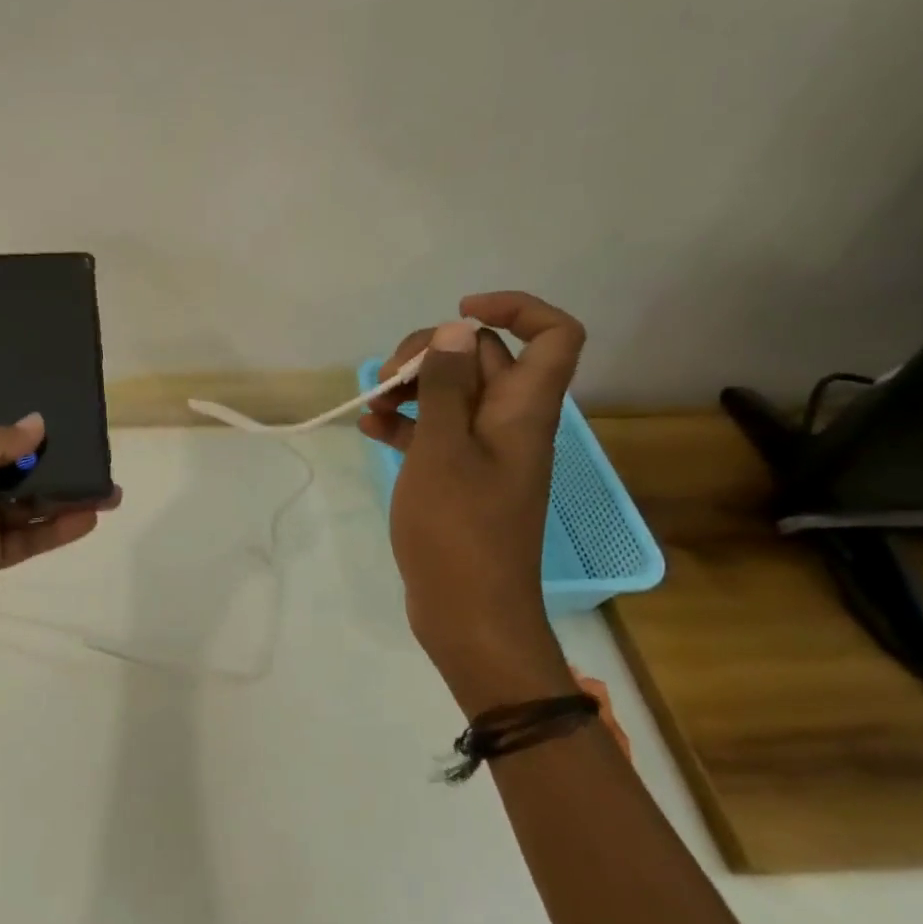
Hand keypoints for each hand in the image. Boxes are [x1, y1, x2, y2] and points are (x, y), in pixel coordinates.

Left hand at [0, 414, 119, 683]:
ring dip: (62, 493)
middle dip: (45, 454)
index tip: (51, 405)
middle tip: (89, 445)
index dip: (7, 414)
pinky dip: (57, 526)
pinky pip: (30, 533)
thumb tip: (36, 423)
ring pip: (24, 499)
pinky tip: (90, 518)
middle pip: (5, 461)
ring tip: (107, 489)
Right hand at [359, 291, 585, 708]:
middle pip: (485, 359)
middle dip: (435, 352)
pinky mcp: (459, 479)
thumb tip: (457, 329)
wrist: (469, 614)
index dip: (515, 309)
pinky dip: (406, 425)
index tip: (458, 315)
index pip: (553, 336)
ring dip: (413, 388)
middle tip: (389, 374)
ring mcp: (483, 453)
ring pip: (454, 395)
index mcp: (522, 411)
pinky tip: (369, 428)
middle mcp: (510, 424)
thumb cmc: (458, 529)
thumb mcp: (443, 450)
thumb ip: (447, 387)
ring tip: (372, 402)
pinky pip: (436, 433)